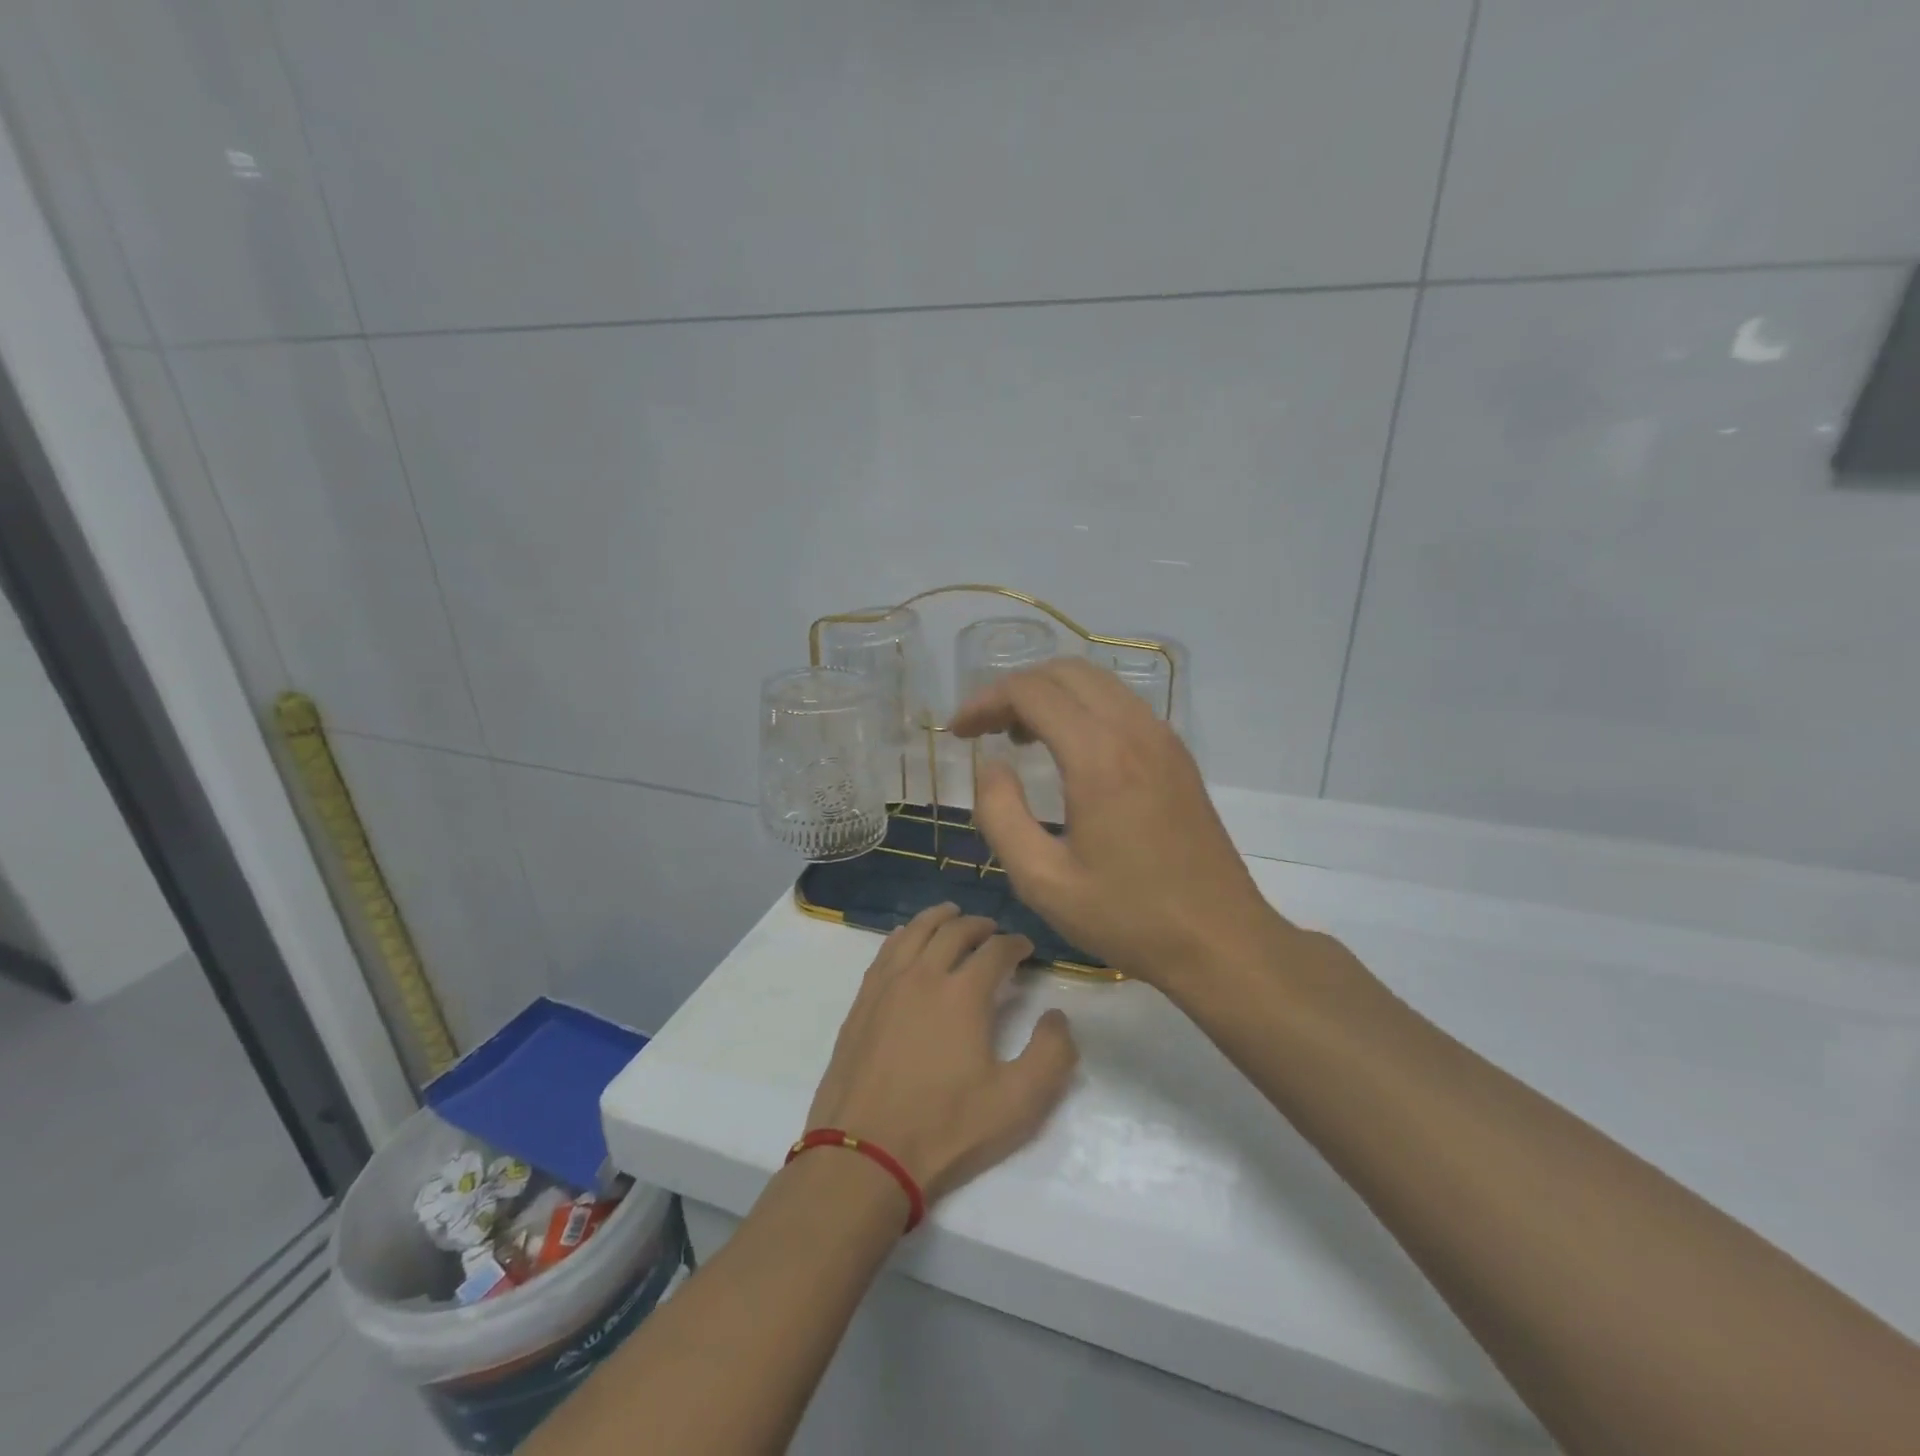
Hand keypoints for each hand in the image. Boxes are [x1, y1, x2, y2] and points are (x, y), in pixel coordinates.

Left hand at [806, 903, 1078, 1206]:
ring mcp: (887, 984)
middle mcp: (924, 975)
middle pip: (955, 930)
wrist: (864, 1154)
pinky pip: (887, 949)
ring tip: (952, 915)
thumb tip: (1058, 1015)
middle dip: (981, 925)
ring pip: (916, 930)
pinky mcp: (862, 1000)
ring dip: (939, 918)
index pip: (996, 950)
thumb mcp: (1018, 1103)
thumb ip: (1052, 1054)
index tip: (1027, 949)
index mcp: (963, 993)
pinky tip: (909, 940)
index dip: (1016, 944)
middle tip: (994, 931)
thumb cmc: (945, 1128)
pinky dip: (905, 934)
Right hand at [949, 658, 1289, 991]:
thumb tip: (992, 767)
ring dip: (1050, 695)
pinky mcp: (1176, 754)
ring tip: (1019, 737)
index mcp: (1098, 756)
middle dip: (1014, 689)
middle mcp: (1134, 730)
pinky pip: (1121, 704)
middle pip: (1064, 672)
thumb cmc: (1127, 916)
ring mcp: (1162, 738)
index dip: (984, 702)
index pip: (1031, 692)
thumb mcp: (1042, 880)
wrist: (1219, 939)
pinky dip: (1082, 708)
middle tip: (984, 729)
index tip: (958, 732)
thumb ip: (1001, 815)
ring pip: (1096, 682)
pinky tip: (1068, 750)